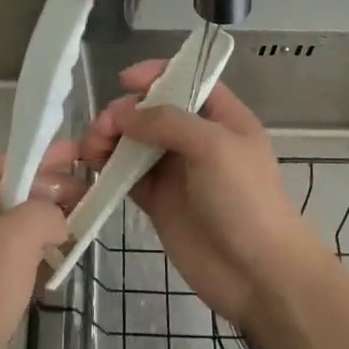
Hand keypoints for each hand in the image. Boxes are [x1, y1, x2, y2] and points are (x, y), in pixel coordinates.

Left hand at [0, 149, 72, 348]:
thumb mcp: (19, 239)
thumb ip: (45, 210)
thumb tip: (55, 216)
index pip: (14, 159)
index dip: (50, 157)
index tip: (85, 158)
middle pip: (14, 187)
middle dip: (52, 192)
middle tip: (91, 200)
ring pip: (12, 220)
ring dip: (43, 224)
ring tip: (77, 232)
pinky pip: (5, 248)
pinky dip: (29, 251)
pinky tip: (52, 266)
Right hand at [80, 62, 324, 333]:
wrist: (257, 274)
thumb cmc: (244, 199)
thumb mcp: (213, 146)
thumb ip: (166, 121)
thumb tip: (122, 114)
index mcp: (221, 117)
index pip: (186, 79)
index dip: (156, 74)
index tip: (125, 81)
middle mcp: (196, 138)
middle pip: (152, 110)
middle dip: (124, 111)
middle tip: (103, 129)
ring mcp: (176, 170)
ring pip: (134, 141)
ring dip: (110, 138)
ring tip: (91, 149)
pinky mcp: (158, 200)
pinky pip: (127, 174)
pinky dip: (108, 168)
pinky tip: (92, 167)